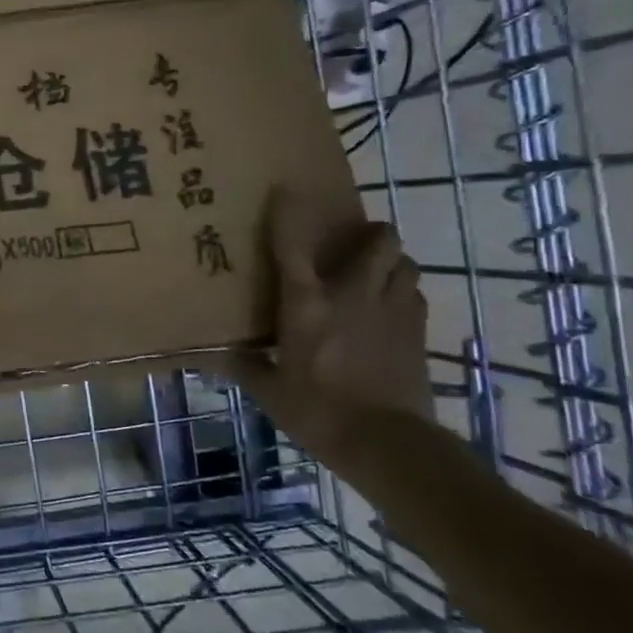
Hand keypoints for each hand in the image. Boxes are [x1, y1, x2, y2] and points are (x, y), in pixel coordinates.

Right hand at [228, 188, 433, 453]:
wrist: (388, 444)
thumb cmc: (318, 412)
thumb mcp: (271, 393)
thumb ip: (245, 367)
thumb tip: (214, 357)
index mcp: (308, 304)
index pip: (293, 246)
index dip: (288, 213)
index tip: (285, 189)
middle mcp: (353, 294)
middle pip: (381, 240)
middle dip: (371, 234)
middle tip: (351, 245)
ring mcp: (393, 310)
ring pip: (406, 264)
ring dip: (391, 263)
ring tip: (373, 276)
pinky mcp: (419, 332)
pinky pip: (414, 296)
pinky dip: (402, 294)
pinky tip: (387, 312)